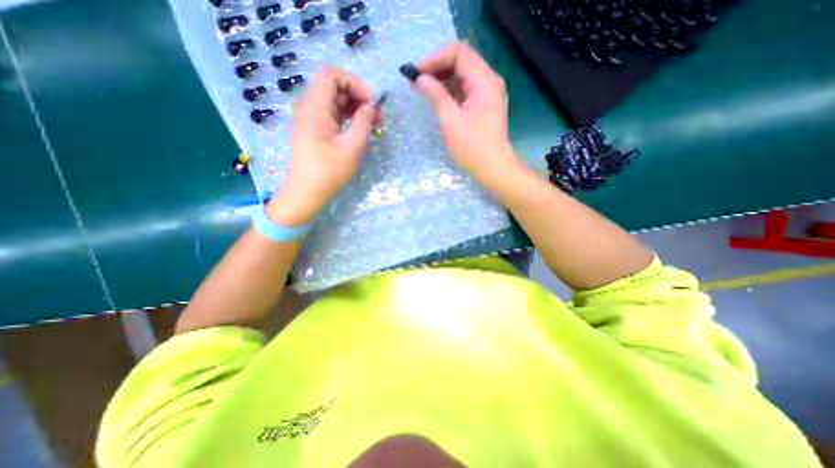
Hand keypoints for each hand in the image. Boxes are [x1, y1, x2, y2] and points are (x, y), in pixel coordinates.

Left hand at [267, 66, 378, 225]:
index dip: (354, 83)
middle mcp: (308, 106)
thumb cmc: (329, 171)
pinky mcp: (311, 128)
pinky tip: (357, 129)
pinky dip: (345, 116)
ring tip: (370, 124)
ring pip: (333, 99)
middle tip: (376, 117)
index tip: (370, 103)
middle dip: (357, 96)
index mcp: (315, 107)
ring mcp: (308, 117)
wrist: (306, 191)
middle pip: (333, 86)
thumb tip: (371, 106)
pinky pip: (330, 112)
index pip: (331, 74)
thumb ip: (363, 122)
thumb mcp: (352, 147)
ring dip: (353, 107)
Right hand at [412, 43, 519, 184]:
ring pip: (462, 76)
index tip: (417, 72)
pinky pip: (465, 90)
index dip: (435, 58)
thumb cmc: (472, 147)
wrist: (493, 168)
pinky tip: (436, 97)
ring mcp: (487, 94)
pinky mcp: (483, 106)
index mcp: (484, 81)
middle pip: (461, 62)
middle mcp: (488, 81)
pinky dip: (450, 91)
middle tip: (416, 80)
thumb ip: (436, 95)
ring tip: (422, 88)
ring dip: (442, 79)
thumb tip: (420, 78)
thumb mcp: (451, 120)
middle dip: (437, 67)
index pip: (458, 53)